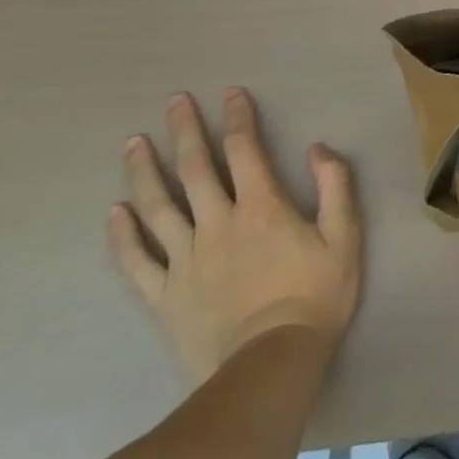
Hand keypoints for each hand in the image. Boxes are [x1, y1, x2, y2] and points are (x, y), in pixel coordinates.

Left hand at [111, 88, 362, 381]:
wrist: (270, 366)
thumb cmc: (315, 296)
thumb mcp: (344, 236)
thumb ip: (334, 185)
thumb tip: (317, 147)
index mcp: (261, 206)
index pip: (244, 149)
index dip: (238, 117)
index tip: (231, 93)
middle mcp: (218, 223)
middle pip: (195, 169)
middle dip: (185, 131)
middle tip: (174, 101)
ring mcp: (186, 260)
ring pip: (159, 207)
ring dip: (144, 172)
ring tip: (133, 143)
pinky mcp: (165, 296)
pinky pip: (137, 262)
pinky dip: (123, 236)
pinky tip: (115, 213)